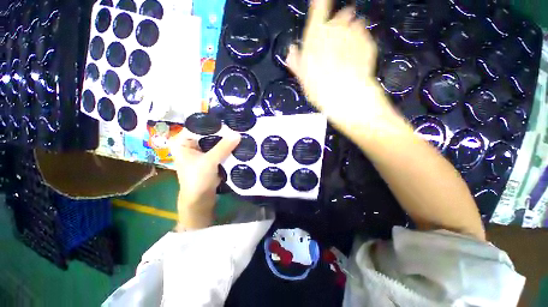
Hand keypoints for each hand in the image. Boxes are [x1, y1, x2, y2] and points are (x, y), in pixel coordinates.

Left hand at [169, 128, 240, 230]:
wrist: (200, 199)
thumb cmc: (197, 179)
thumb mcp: (209, 162)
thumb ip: (223, 147)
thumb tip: (238, 134)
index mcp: (182, 141)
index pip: (199, 126)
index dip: (214, 124)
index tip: (229, 122)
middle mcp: (189, 143)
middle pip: (208, 133)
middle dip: (222, 132)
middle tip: (236, 127)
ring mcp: (200, 150)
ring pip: (214, 141)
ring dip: (225, 139)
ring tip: (238, 133)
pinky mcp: (208, 157)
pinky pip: (218, 148)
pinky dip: (226, 146)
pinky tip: (236, 143)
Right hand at [287, 0, 393, 128]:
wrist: (346, 97)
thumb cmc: (320, 90)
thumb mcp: (304, 80)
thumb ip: (297, 63)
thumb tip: (291, 51)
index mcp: (316, 39)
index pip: (318, 13)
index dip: (320, 4)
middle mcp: (335, 30)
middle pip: (338, 18)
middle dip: (339, 20)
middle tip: (339, 29)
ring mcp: (354, 35)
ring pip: (353, 24)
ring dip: (351, 28)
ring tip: (349, 39)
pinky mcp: (368, 44)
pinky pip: (363, 36)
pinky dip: (361, 39)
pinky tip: (357, 50)